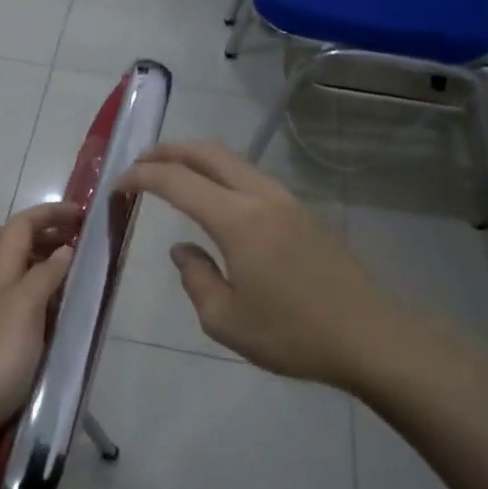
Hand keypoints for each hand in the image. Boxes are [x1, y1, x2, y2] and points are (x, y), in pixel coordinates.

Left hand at [0, 201, 80, 456]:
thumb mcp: (23, 312)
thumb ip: (44, 277)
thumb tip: (65, 248)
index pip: (20, 225)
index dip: (49, 213)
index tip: (83, 215)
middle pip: (0, 240)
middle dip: (33, 231)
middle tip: (67, 242)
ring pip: (2, 270)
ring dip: (31, 261)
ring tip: (65, 275)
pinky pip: (8, 301)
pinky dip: (29, 294)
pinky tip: (48, 314)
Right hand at [118, 141, 487, 404]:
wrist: (370, 338)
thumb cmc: (292, 335)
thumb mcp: (224, 320)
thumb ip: (195, 277)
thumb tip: (183, 250)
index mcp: (237, 220)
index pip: (177, 181)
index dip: (141, 177)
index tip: (117, 185)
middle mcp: (261, 197)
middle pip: (208, 152)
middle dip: (168, 150)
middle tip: (138, 162)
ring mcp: (287, 200)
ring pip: (233, 160)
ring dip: (196, 158)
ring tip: (170, 173)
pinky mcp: (303, 212)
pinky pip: (251, 177)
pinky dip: (221, 173)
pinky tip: (213, 196)